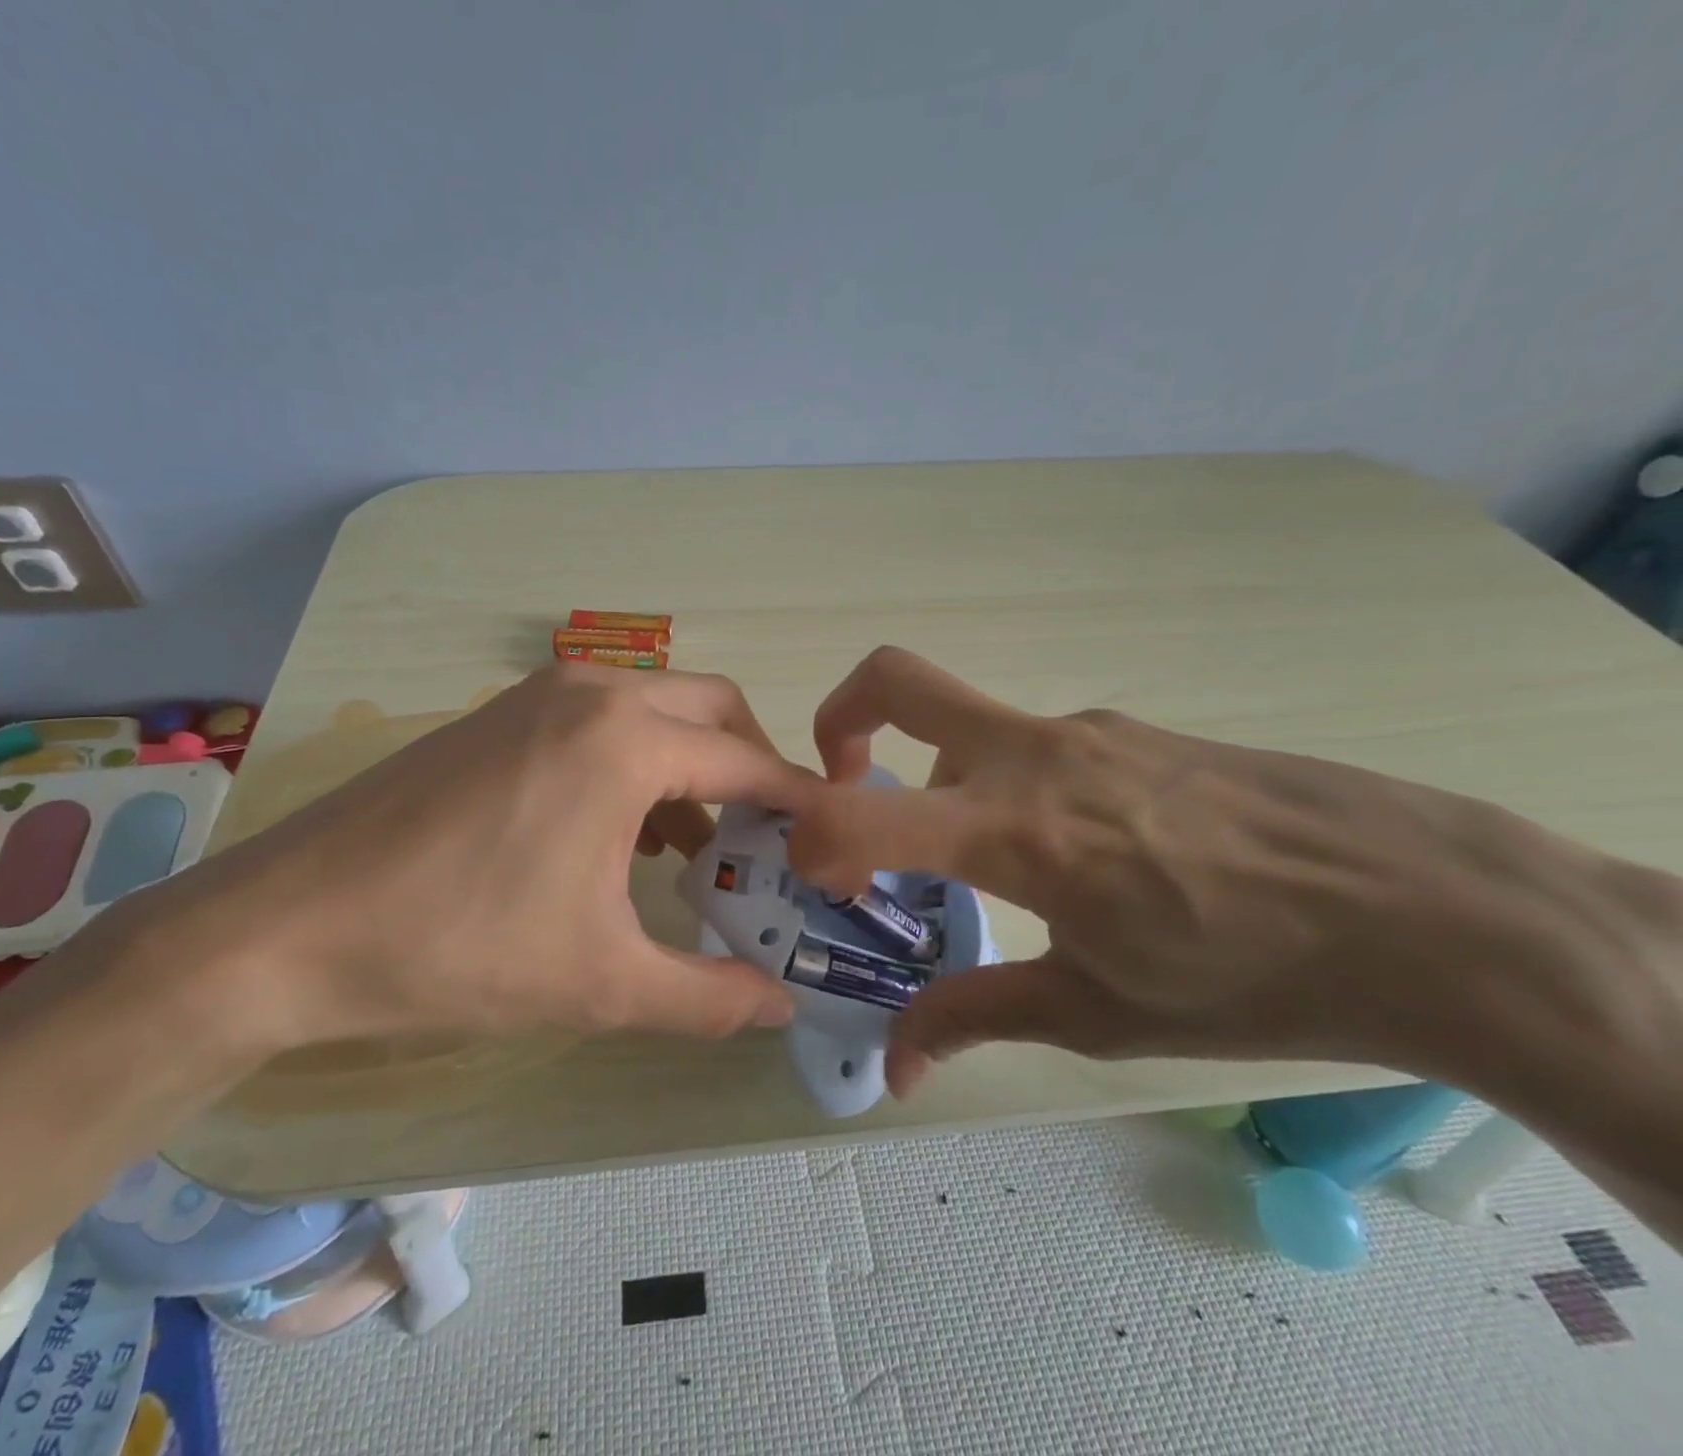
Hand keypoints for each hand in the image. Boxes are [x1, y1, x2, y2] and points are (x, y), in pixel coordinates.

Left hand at [118, 664, 815, 1056]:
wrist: (285, 927)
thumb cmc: (457, 948)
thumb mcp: (600, 983)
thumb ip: (708, 997)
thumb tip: (782, 1011)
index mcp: (627, 742)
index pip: (750, 764)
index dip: (800, 805)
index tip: (829, 842)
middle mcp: (592, 693)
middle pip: (713, 711)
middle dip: (752, 768)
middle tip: (765, 840)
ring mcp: (538, 694)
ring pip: (655, 710)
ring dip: (692, 766)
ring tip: (694, 849)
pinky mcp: (499, 714)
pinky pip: (600, 720)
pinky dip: (636, 761)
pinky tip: (619, 833)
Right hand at [786, 647, 1635, 1096]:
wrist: (1432, 909)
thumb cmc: (1250, 975)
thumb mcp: (1096, 1010)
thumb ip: (974, 1018)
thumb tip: (895, 1068)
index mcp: (1011, 830)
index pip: (858, 814)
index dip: (809, 840)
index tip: (816, 876)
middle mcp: (1032, 756)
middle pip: (895, 679)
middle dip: (840, 716)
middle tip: (840, 780)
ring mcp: (1085, 730)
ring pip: (970, 724)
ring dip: (940, 777)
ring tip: (986, 863)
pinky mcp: (1131, 729)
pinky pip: (1036, 745)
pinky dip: (1009, 784)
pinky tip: (1078, 852)